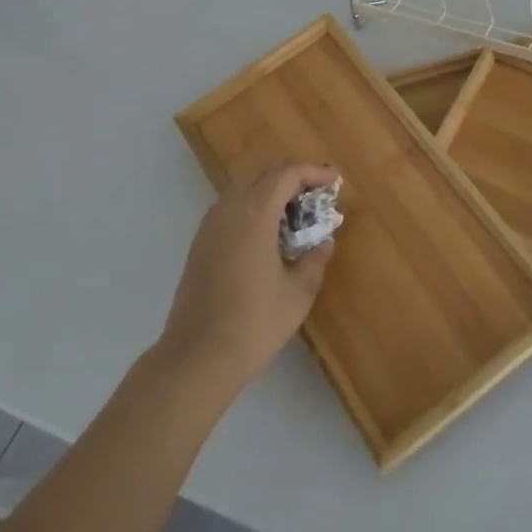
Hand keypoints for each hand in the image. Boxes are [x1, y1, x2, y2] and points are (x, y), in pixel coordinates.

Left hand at [158, 164, 341, 393]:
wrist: (197, 358)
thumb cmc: (254, 324)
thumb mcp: (298, 293)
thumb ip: (314, 260)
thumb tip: (324, 242)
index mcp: (254, 214)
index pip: (285, 175)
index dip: (312, 172)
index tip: (334, 181)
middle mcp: (228, 211)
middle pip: (262, 176)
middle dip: (291, 179)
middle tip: (316, 197)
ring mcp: (208, 227)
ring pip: (242, 191)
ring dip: (269, 193)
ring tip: (294, 215)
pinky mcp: (198, 245)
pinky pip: (229, 210)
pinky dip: (252, 209)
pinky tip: (267, 236)